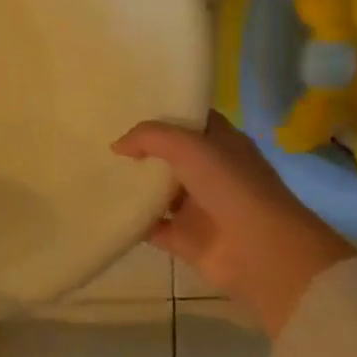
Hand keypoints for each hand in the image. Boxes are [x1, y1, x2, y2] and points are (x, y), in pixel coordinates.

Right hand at [112, 113, 355, 338]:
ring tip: (95, 169)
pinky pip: (149, 225)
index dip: (163, 111)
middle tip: (100, 134)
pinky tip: (103, 207)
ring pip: (157, 190)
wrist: (261, 253)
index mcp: (221, 144)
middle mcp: (210, 172)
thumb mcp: (189, 146)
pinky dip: (130, 220)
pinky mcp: (184, 238)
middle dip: (139, 147)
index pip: (190, 119)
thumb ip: (149, 137)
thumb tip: (117, 146)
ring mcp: (197, 206)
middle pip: (169, 154)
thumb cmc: (232, 187)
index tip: (127, 104)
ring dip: (132, 184)